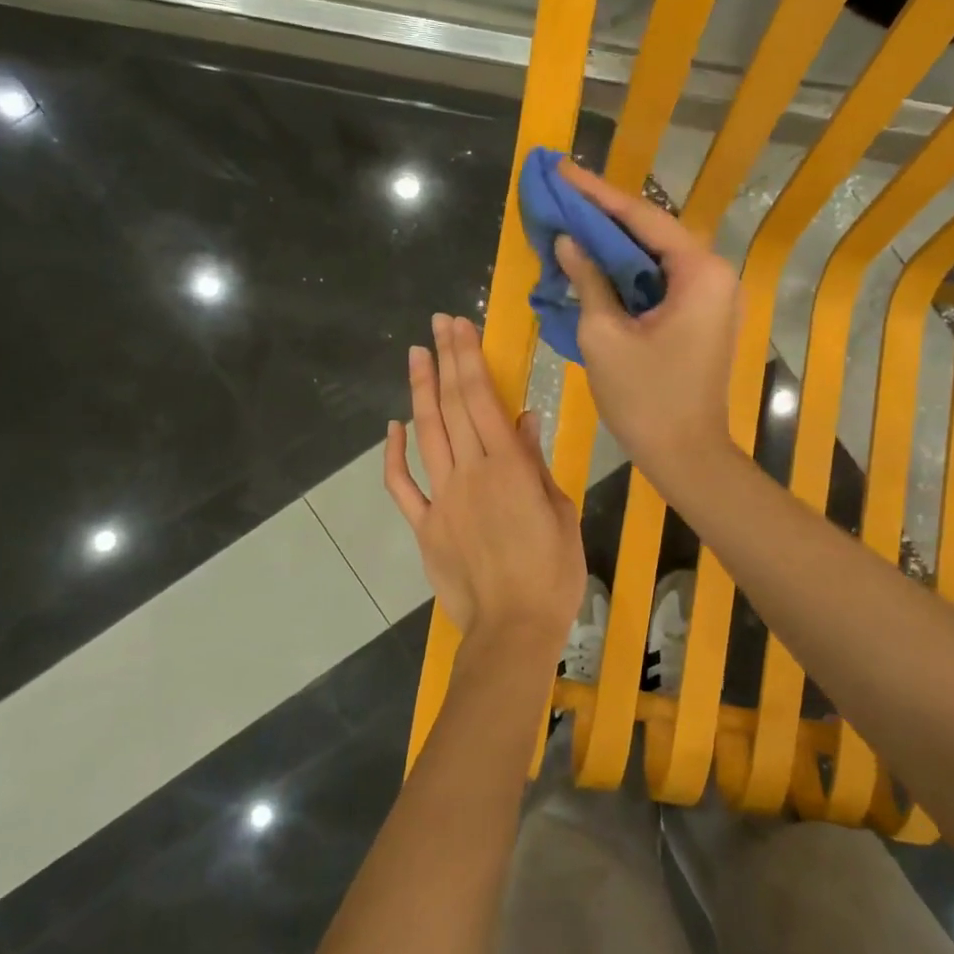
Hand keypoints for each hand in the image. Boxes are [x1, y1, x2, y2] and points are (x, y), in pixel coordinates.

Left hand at [384, 314, 585, 660]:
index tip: (460, 327)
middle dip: (445, 359)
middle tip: (438, 324)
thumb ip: (536, 463)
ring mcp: (442, 498)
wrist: (513, 629)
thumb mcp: (560, 512)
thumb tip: (523, 418)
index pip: (483, 399)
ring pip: (427, 434)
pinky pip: (402, 484)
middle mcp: (470, 472)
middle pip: (453, 405)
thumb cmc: (552, 573)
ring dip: (420, 391)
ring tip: (416, 355)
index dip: (469, 359)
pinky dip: (393, 453)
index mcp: (509, 467)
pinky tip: (393, 426)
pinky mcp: (425, 525)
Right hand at [552, 163, 741, 489]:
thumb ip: (588, 279)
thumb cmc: (645, 398)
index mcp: (699, 272)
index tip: (561, 169)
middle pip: (651, 232)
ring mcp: (711, 297)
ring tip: (569, 222)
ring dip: (613, 245)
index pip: (641, 217)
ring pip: (654, 258)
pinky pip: (660, 283)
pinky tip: (593, 264)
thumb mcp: (605, 335)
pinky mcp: (701, 317)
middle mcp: (714, 275)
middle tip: (560, 194)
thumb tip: (568, 241)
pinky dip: (627, 274)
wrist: (686, 454)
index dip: (596, 193)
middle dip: (604, 215)